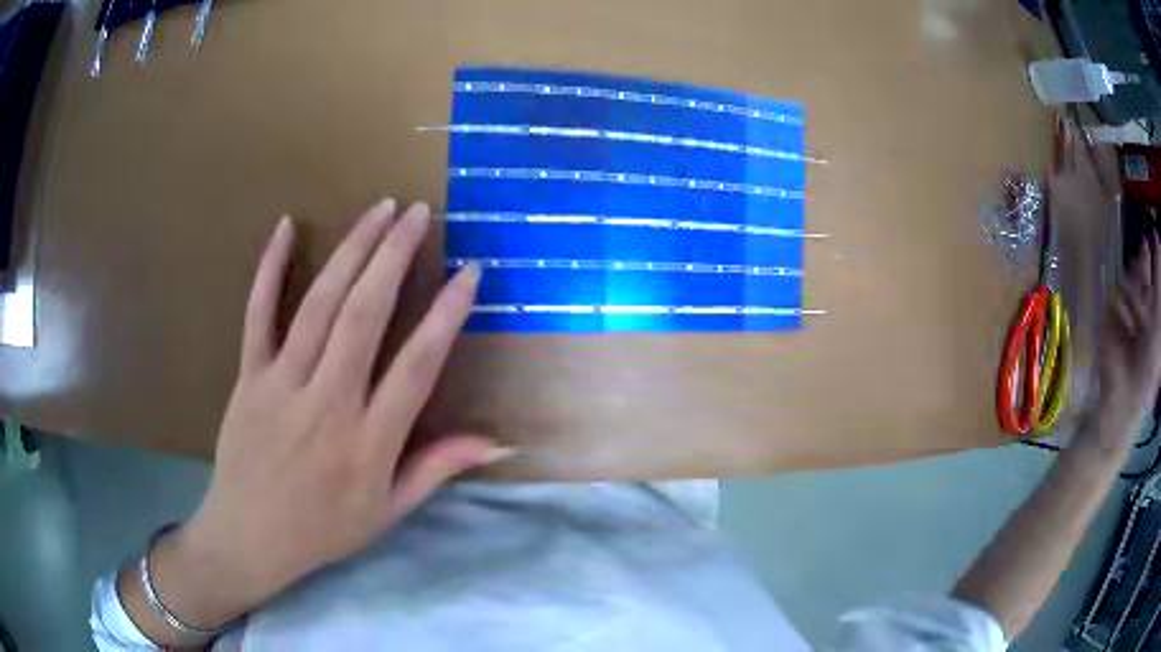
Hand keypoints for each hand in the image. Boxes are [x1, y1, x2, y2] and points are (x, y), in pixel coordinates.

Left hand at [143, 200, 506, 631]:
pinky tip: (287, 226)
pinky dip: (270, 268)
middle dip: (394, 256)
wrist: (250, 537)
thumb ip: (437, 468)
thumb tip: (497, 441)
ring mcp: (281, 385)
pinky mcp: (248, 376)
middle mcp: (327, 404)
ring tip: (379, 210)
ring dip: (351, 251)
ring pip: (319, 305)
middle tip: (419, 213)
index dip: (446, 314)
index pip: (416, 366)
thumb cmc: (323, 529)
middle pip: (365, 317)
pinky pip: (257, 313)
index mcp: (368, 443)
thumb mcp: (388, 511)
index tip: (469, 271)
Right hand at [1096, 232, 1160, 445]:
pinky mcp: (1109, 317)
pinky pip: (1114, 296)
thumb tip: (1157, 238)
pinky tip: (1124, 323)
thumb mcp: (1159, 319)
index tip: (1155, 232)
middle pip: (1141, 274)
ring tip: (1136, 313)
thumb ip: (1159, 281)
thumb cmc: (1149, 360)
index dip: (1156, 257)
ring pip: (1128, 280)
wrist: (1126, 392)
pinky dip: (1120, 306)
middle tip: (1144, 245)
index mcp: (1154, 315)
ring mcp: (1126, 313)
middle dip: (1143, 264)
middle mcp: (1142, 310)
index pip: (1155, 278)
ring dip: (1133, 290)